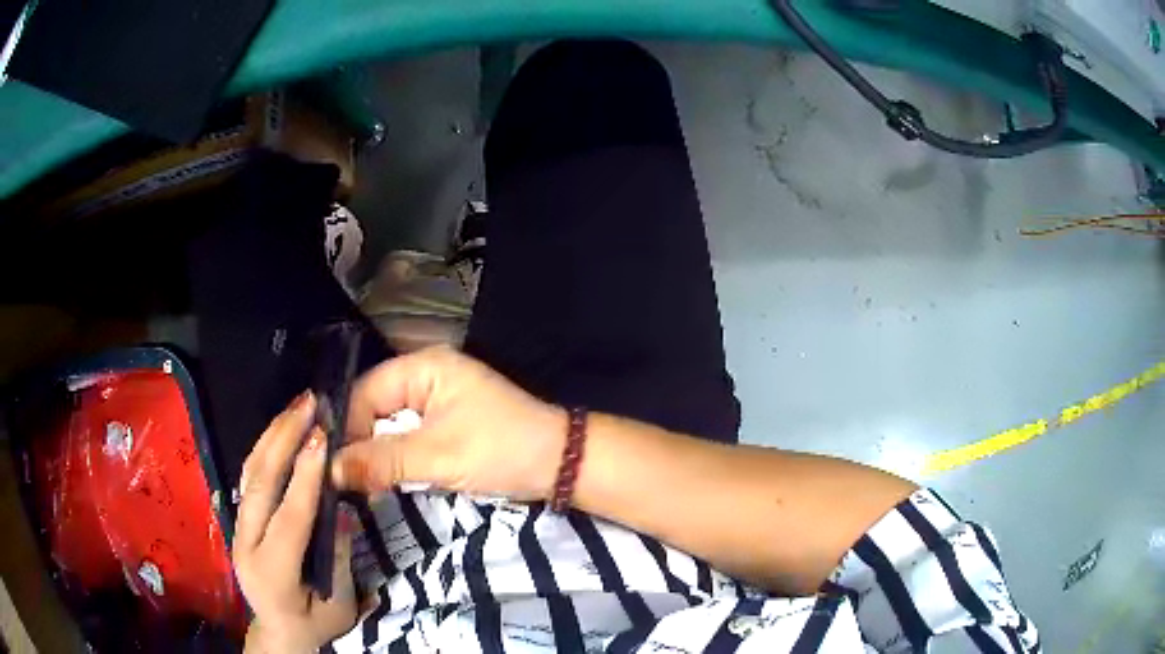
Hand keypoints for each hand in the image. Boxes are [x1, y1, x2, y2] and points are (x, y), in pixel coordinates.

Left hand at [233, 393, 357, 653]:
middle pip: (259, 483)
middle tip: (309, 404)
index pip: (288, 518)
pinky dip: (266, 448)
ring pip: (250, 473)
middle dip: (283, 438)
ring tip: (297, 406)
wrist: (278, 631)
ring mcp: (237, 528)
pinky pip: (249, 477)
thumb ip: (337, 560)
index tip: (323, 438)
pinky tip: (282, 430)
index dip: (305, 478)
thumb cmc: (313, 625)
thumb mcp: (338, 606)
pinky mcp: (239, 519)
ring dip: (272, 434)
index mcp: (272, 573)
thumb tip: (339, 510)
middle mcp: (246, 544)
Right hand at [332, 346, 566, 500]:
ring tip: (356, 483)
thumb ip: (381, 461)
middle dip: (358, 443)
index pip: (365, 392)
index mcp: (423, 368)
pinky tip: (382, 479)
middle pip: (374, 408)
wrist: (560, 464)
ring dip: (376, 454)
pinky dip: (396, 458)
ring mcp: (437, 401)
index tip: (331, 466)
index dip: (345, 428)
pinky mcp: (446, 425)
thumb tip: (330, 470)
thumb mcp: (438, 457)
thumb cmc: (501, 450)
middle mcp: (426, 377)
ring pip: (389, 426)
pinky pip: (408, 437)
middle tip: (341, 480)